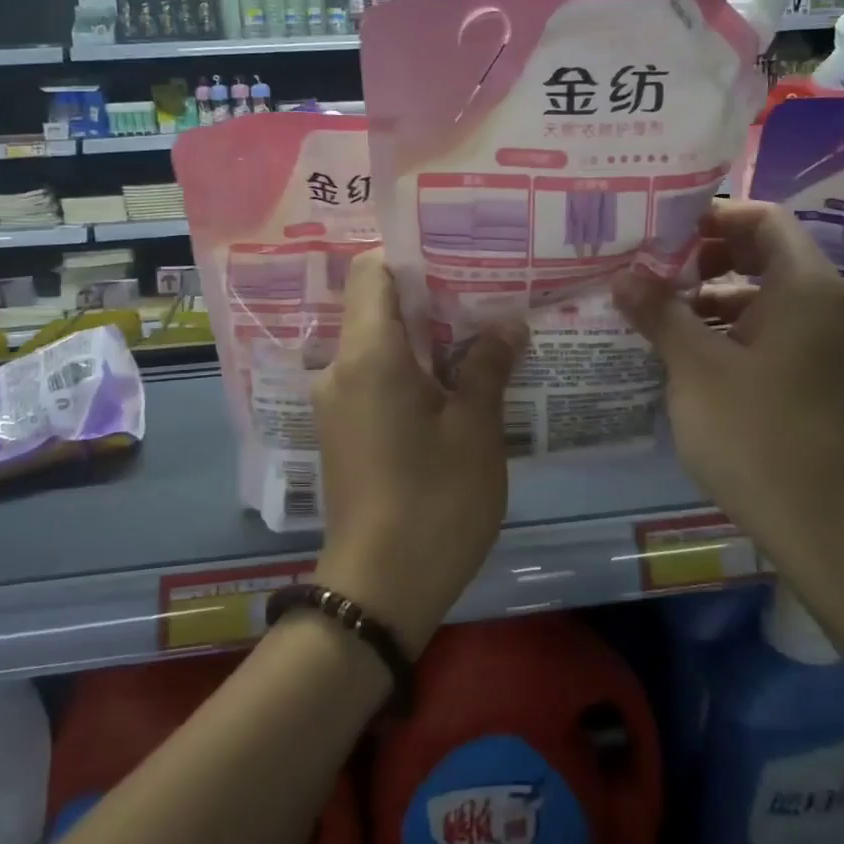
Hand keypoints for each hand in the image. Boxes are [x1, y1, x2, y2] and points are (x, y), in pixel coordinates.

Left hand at [311, 250, 525, 655]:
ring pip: (377, 344)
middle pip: (375, 305)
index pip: (369, 271)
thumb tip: (507, 324)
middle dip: (428, 296)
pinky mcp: (343, 430)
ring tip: (478, 331)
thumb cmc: (434, 501)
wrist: (379, 590)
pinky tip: (453, 380)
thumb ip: (486, 366)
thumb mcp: (474, 429)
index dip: (409, 254)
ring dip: (422, 336)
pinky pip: (373, 377)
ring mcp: (336, 401)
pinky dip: (409, 368)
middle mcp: (339, 367)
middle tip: (484, 290)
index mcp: (367, 354)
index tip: (456, 253)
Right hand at [612, 201, 843, 566]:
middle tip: (653, 271)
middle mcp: (827, 308)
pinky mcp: (823, 382)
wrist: (825, 528)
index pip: (764, 219)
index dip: (714, 216)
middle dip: (706, 259)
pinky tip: (690, 357)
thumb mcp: (695, 368)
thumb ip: (660, 312)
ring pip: (767, 300)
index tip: (664, 232)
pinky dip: (733, 333)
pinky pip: (775, 336)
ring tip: (659, 315)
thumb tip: (625, 274)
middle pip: (765, 256)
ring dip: (714, 300)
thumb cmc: (757, 434)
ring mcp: (830, 348)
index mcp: (806, 289)